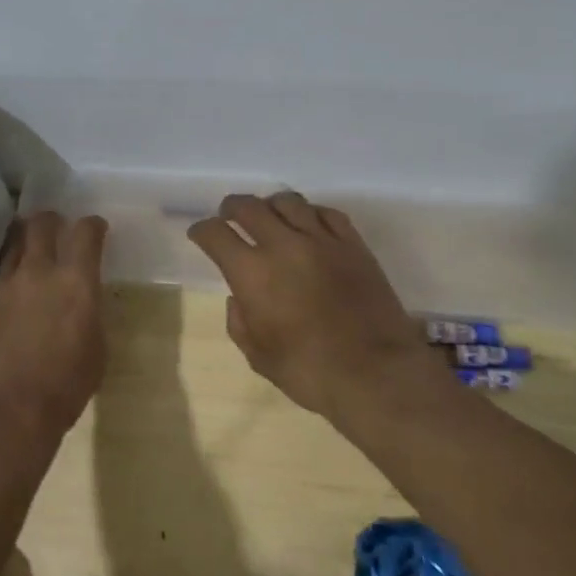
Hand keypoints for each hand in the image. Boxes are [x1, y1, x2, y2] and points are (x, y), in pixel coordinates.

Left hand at [0, 211, 109, 438]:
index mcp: (76, 282)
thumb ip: (89, 315)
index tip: (95, 229)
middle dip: (51, 221)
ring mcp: (4, 285)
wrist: (5, 411)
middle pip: (41, 224)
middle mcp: (38, 272)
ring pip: (13, 243)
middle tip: (56, 229)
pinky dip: (8, 272)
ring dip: (24, 240)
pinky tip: (12, 289)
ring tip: (30, 251)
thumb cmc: (64, 388)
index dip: (92, 226)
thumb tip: (82, 303)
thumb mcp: (96, 350)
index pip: (85, 232)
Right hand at [188, 191, 429, 420]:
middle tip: (228, 216)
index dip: (202, 231)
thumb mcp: (259, 356)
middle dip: (231, 208)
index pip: (215, 234)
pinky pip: (327, 212)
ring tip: (268, 215)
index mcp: (252, 273)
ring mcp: (322, 240)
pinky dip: (310, 212)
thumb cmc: (309, 372)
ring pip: (288, 201)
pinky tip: (308, 222)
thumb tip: (239, 298)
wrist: (375, 373)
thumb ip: (240, 322)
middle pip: (249, 207)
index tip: (199, 234)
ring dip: (270, 205)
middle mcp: (283, 245)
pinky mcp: (353, 244)